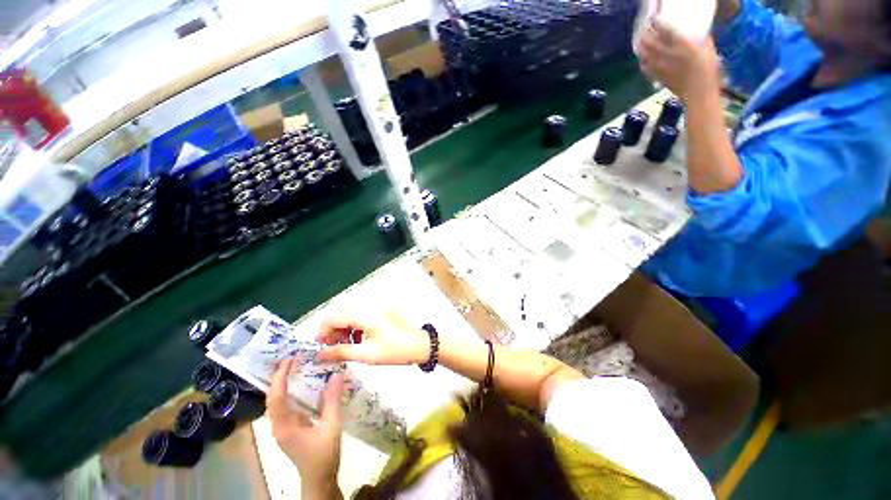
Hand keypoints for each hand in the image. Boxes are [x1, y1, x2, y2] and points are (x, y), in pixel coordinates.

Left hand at [267, 359, 342, 489]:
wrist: (319, 479)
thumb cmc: (324, 454)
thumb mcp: (332, 426)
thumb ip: (333, 400)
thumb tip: (336, 374)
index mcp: (285, 425)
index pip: (276, 397)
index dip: (280, 377)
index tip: (289, 359)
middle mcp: (279, 425)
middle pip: (272, 397)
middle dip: (279, 376)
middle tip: (292, 357)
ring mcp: (283, 427)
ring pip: (277, 401)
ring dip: (283, 383)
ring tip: (295, 365)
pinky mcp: (290, 427)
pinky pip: (286, 405)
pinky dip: (290, 391)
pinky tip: (301, 383)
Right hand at [315, 312, 429, 365]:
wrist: (420, 345)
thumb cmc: (395, 351)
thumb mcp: (366, 354)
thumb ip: (341, 352)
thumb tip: (319, 355)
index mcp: (364, 314)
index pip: (334, 317)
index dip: (323, 331)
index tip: (320, 348)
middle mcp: (369, 307)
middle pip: (341, 314)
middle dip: (333, 331)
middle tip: (333, 349)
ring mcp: (376, 308)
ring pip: (350, 314)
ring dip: (344, 329)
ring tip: (346, 347)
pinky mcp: (381, 312)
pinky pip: (361, 316)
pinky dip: (355, 327)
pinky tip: (358, 340)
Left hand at [638, 20, 721, 101]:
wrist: (698, 93)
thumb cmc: (708, 69)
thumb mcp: (708, 48)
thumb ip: (701, 38)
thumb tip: (698, 31)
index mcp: (681, 45)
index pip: (664, 30)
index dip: (656, 23)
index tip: (654, 18)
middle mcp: (667, 54)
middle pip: (649, 42)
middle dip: (645, 34)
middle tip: (645, 30)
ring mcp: (660, 67)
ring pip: (644, 54)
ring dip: (641, 47)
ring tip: (642, 43)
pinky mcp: (657, 77)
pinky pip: (645, 68)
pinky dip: (643, 61)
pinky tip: (644, 59)